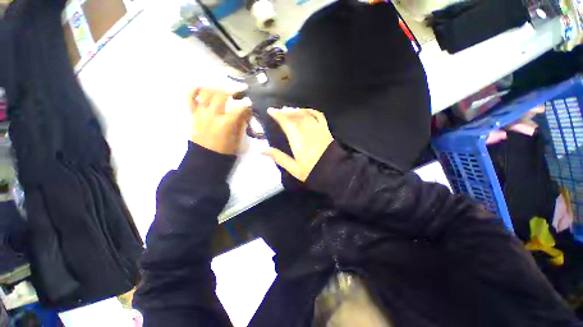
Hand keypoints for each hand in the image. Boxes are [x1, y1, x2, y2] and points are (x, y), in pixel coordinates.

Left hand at [189, 88, 251, 154]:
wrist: (206, 156)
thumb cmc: (225, 149)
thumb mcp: (238, 138)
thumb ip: (242, 123)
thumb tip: (247, 111)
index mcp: (225, 123)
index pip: (238, 108)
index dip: (246, 103)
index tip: (250, 102)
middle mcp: (212, 115)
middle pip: (221, 95)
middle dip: (232, 90)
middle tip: (239, 89)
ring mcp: (201, 113)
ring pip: (206, 93)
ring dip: (217, 88)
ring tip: (224, 89)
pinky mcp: (193, 114)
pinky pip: (190, 98)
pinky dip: (196, 90)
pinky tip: (204, 88)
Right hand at [263, 107, 333, 181]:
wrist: (335, 173)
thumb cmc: (312, 172)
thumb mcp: (294, 168)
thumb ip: (279, 157)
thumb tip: (262, 150)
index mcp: (298, 141)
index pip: (287, 123)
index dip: (278, 115)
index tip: (271, 110)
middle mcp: (308, 132)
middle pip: (296, 116)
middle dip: (286, 111)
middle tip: (279, 110)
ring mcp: (319, 130)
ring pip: (306, 114)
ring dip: (297, 110)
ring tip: (290, 110)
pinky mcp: (327, 130)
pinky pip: (319, 116)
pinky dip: (312, 111)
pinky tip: (307, 110)